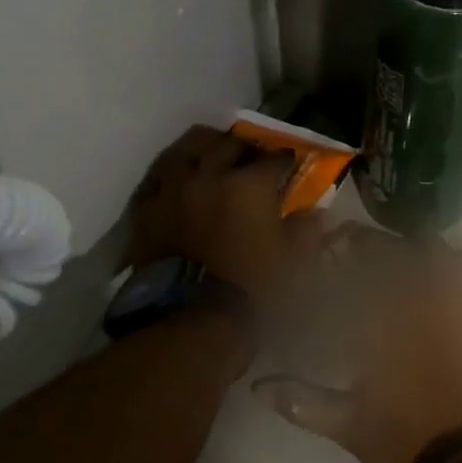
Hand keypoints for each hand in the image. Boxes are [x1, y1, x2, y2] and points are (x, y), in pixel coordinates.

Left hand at [125, 125, 320, 294]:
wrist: (190, 318)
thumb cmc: (251, 285)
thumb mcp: (294, 259)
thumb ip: (306, 228)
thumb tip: (313, 211)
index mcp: (250, 184)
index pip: (275, 158)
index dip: (286, 160)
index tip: (292, 164)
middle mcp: (210, 175)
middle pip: (230, 144)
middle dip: (247, 147)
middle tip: (254, 156)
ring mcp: (174, 189)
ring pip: (189, 149)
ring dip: (207, 148)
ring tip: (214, 154)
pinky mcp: (147, 208)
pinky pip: (159, 178)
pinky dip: (174, 174)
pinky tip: (181, 179)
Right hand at [253, 228, 461, 462]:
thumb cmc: (404, 444)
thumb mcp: (347, 425)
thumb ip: (303, 402)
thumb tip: (259, 387)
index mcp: (394, 327)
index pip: (371, 269)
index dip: (353, 247)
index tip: (339, 241)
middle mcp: (433, 310)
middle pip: (415, 255)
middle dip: (391, 245)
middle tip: (377, 248)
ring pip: (458, 262)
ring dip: (437, 258)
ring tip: (421, 263)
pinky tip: (459, 290)